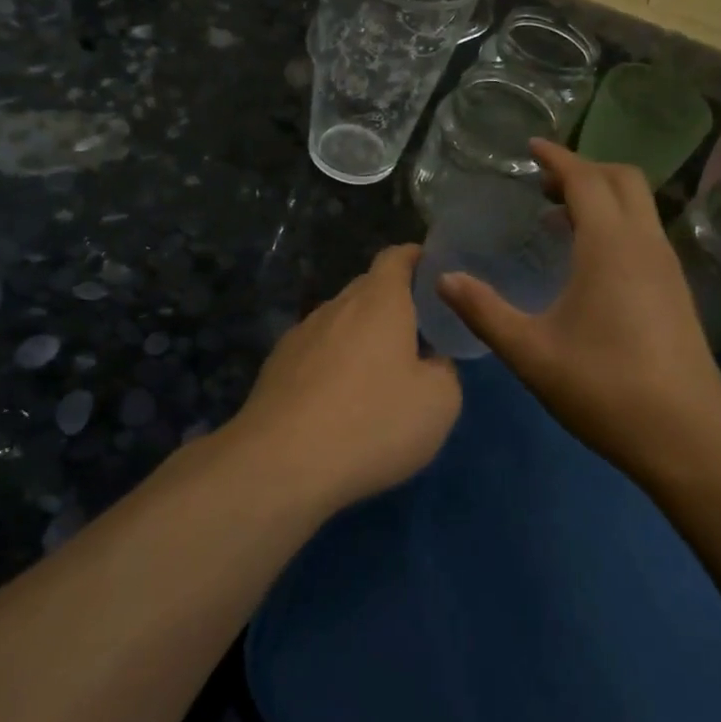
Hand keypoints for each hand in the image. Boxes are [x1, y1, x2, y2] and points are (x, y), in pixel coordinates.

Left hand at [231, 244, 460, 511]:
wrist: (280, 464)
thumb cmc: (372, 422)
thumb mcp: (439, 403)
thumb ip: (444, 370)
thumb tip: (431, 362)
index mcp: (379, 301)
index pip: (396, 257)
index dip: (417, 259)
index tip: (434, 273)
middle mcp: (337, 306)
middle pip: (367, 289)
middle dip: (392, 303)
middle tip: (417, 334)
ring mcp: (300, 334)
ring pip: (339, 322)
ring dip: (361, 337)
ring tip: (378, 373)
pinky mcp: (276, 367)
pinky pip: (316, 352)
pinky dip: (333, 364)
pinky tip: (339, 401)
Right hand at [436, 141, 720, 484]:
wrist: (687, 437)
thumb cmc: (604, 388)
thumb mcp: (531, 352)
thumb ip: (484, 311)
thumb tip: (443, 278)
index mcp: (610, 246)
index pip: (586, 179)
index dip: (557, 158)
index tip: (531, 147)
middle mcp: (645, 244)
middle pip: (622, 179)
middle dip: (584, 169)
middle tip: (543, 185)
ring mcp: (667, 266)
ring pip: (639, 205)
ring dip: (602, 196)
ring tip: (559, 217)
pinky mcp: (676, 289)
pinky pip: (645, 232)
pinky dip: (616, 223)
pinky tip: (588, 260)